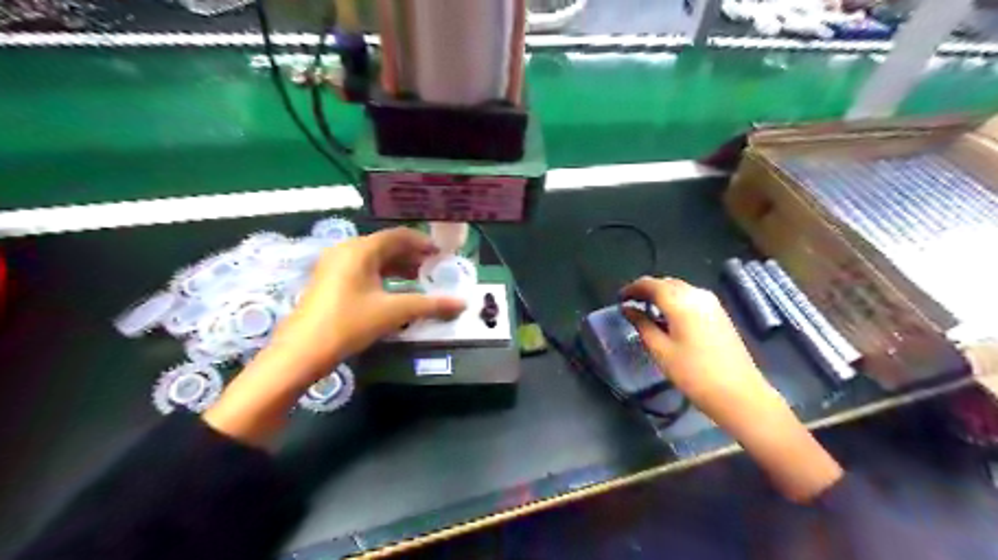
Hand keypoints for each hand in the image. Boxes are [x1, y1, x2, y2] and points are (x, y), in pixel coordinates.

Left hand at [266, 228, 466, 379]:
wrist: (302, 352)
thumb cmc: (349, 323)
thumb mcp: (393, 312)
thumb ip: (430, 305)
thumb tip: (462, 304)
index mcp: (361, 249)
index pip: (399, 236)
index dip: (423, 243)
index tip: (442, 255)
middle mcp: (346, 250)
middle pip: (386, 245)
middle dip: (412, 256)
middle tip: (434, 269)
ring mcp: (334, 265)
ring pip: (374, 259)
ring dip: (398, 267)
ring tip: (419, 281)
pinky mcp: (329, 281)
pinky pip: (363, 270)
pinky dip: (383, 276)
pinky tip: (394, 292)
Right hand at [621, 275, 765, 412]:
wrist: (738, 394)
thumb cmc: (693, 374)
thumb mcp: (661, 350)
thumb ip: (642, 324)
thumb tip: (627, 309)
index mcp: (681, 302)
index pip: (651, 284)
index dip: (632, 288)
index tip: (619, 299)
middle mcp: (697, 295)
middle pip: (666, 283)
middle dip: (646, 290)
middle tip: (630, 304)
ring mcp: (711, 303)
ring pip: (679, 289)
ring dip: (660, 295)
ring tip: (645, 311)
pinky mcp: (719, 313)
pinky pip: (690, 297)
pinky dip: (674, 301)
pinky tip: (667, 318)